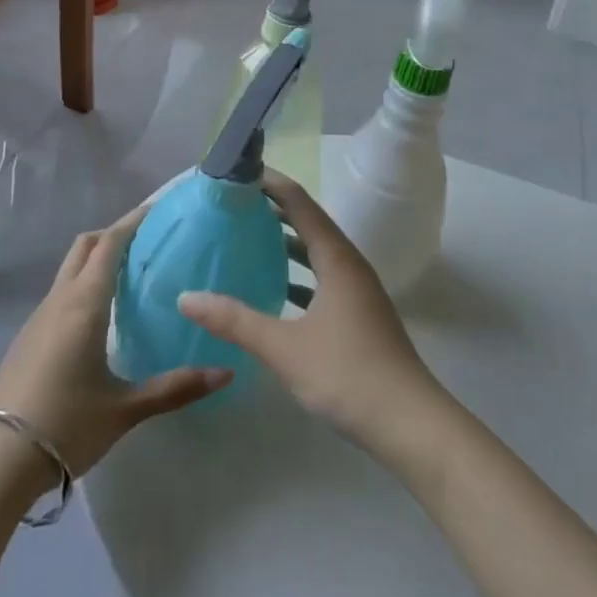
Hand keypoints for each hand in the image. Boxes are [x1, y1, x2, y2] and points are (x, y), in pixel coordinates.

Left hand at [0, 206, 230, 478]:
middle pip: (85, 246)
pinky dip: (82, 284)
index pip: (110, 244)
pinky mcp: (27, 338)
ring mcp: (38, 317)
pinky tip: (98, 315)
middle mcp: (60, 299)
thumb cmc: (65, 425)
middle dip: (113, 234)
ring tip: (128, 274)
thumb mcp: (125, 410)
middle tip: (146, 240)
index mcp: (85, 302)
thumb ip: (175, 388)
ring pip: (69, 269)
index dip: (133, 221)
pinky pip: (60, 293)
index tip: (157, 209)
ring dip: (95, 259)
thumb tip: (225, 372)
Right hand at [178, 173, 445, 455]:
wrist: (410, 424)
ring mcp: (358, 291)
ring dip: (287, 243)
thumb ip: (235, 321)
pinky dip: (299, 275)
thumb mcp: (284, 348)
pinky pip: (324, 279)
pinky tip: (276, 292)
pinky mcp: (360, 315)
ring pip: (318, 253)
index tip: (240, 172)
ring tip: (250, 239)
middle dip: (275, 210)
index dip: (271, 184)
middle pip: (310, 223)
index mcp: (336, 258)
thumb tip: (186, 297)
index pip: (300, 203)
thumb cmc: (347, 374)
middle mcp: (350, 265)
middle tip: (236, 204)